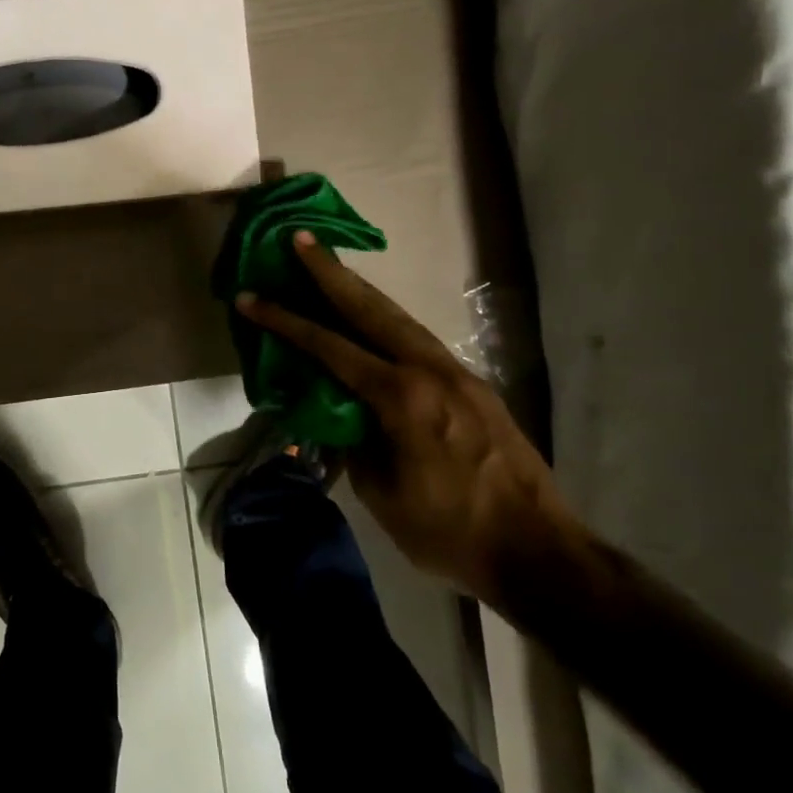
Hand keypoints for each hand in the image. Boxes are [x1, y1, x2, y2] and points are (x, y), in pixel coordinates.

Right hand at [236, 233, 575, 605]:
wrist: (540, 553)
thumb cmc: (449, 531)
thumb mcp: (381, 492)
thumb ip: (353, 440)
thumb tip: (338, 414)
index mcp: (400, 397)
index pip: (328, 346)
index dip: (284, 320)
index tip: (251, 297)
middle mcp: (429, 370)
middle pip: (369, 307)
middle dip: (329, 271)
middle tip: (301, 238)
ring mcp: (456, 373)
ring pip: (398, 316)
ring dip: (359, 289)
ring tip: (331, 265)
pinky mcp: (473, 384)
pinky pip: (419, 338)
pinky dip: (387, 319)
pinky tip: (374, 319)